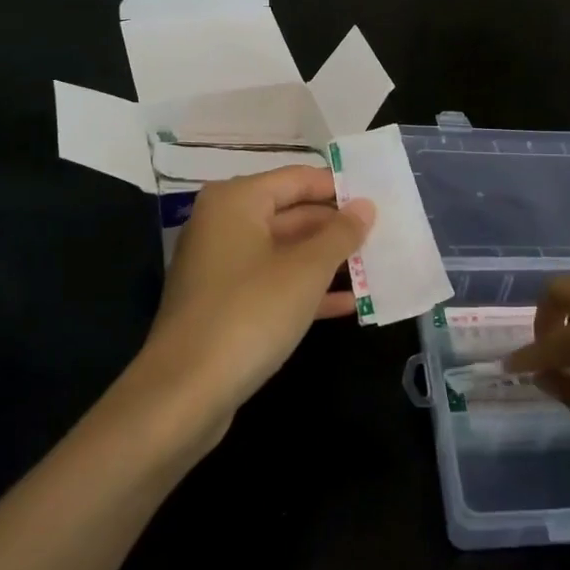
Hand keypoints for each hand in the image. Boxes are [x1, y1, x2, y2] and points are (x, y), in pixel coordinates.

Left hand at [127, 165, 374, 444]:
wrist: (186, 391)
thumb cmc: (250, 313)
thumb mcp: (306, 271)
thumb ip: (340, 234)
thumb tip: (365, 206)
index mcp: (236, 201)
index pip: (298, 179)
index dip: (339, 188)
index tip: (380, 200)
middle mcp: (224, 225)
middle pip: (290, 213)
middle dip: (336, 227)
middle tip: (384, 235)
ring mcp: (221, 267)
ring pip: (284, 252)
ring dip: (327, 261)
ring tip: (376, 266)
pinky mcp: (224, 304)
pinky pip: (273, 284)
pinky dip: (306, 290)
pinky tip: (348, 303)